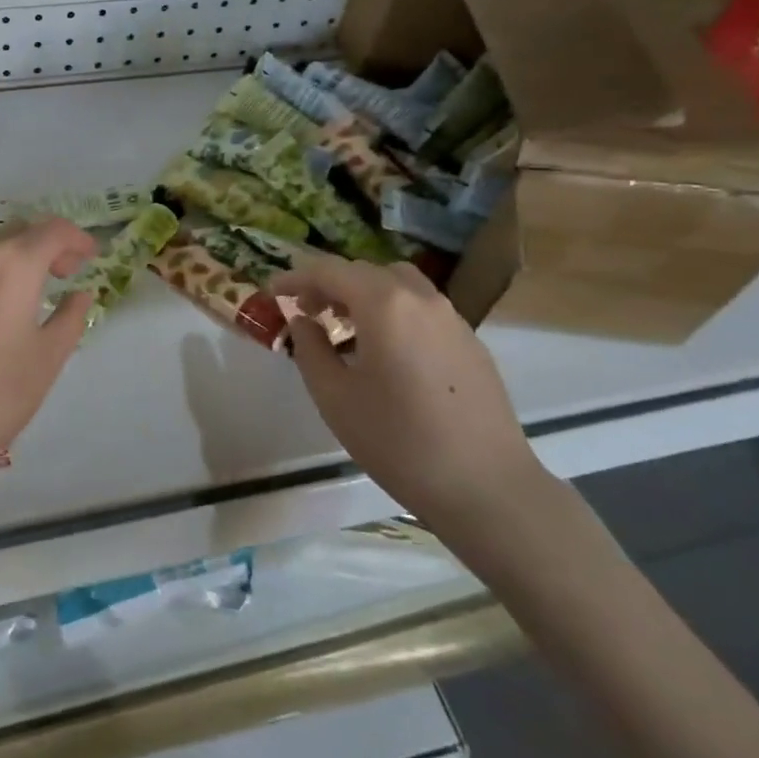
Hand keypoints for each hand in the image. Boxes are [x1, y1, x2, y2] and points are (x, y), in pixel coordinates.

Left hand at [0, 217, 97, 483]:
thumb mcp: (48, 357)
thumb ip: (70, 317)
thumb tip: (80, 294)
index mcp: (16, 264)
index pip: (53, 230)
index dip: (77, 238)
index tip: (92, 256)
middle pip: (22, 230)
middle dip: (49, 242)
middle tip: (68, 271)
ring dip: (20, 254)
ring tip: (37, 287)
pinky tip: (2, 303)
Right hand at [274, 255, 544, 534]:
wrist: (485, 486)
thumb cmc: (398, 441)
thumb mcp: (335, 397)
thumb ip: (310, 349)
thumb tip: (303, 321)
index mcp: (384, 304)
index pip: (330, 271)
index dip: (296, 277)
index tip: (273, 291)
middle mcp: (420, 298)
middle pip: (365, 271)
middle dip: (329, 283)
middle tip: (305, 310)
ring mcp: (451, 318)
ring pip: (398, 284)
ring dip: (364, 293)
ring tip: (344, 326)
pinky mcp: (470, 341)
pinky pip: (421, 307)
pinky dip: (393, 310)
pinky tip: (384, 350)